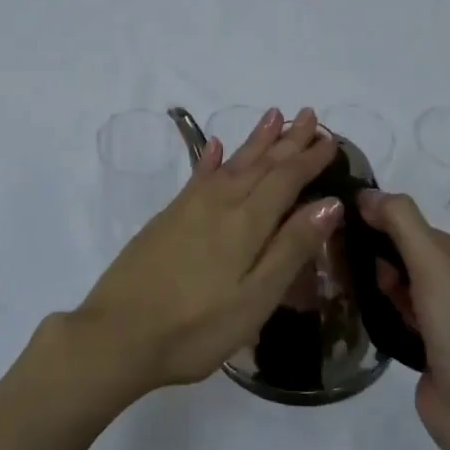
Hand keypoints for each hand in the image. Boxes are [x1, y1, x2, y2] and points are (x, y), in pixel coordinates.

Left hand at [70, 108, 341, 398]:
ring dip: (256, 140)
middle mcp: (219, 203)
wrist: (118, 334)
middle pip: (261, 164)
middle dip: (288, 140)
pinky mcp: (167, 217)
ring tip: (274, 116)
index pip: (286, 179)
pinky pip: (198, 175)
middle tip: (310, 115)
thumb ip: (291, 248)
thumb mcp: (255, 299)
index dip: (309, 159)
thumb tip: (328, 204)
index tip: (331, 140)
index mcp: (246, 223)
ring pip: (232, 163)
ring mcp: (189, 207)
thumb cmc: (196, 328)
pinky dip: (211, 158)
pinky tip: (215, 146)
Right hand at [357, 191, 449, 449]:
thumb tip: (366, 193)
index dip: (390, 225)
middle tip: (344, 251)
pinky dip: (387, 306)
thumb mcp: (432, 264)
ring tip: (346, 274)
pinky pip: (405, 314)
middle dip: (384, 253)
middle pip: (416, 257)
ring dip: (382, 280)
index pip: (425, 231)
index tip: (351, 224)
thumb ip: (401, 222)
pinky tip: (363, 303)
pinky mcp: (437, 349)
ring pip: (409, 287)